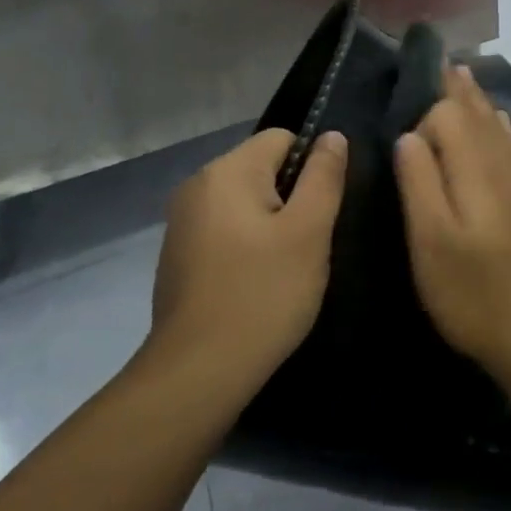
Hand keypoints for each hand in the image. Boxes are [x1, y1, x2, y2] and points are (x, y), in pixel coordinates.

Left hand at [152, 128, 347, 387]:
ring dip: (270, 223)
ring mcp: (182, 221)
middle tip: (307, 243)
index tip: (320, 211)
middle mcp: (197, 185)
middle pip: (262, 168)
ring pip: (245, 201)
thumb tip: (331, 136)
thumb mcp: (309, 232)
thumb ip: (324, 176)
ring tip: (285, 266)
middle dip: (291, 197)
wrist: (196, 374)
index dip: (311, 166)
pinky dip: (246, 244)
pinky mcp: (178, 254)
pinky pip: (225, 228)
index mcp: (227, 171)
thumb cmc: (262, 296)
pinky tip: (256, 283)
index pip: (283, 138)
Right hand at [394, 65, 510, 387]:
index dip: (425, 113)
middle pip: (477, 112)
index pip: (449, 115)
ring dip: (477, 99)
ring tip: (462, 75)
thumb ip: (419, 181)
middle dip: (456, 87)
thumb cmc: (473, 292)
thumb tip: (409, 135)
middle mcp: (502, 163)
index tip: (403, 114)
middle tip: (440, 59)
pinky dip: (499, 123)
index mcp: (476, 168)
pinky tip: (499, 121)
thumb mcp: (431, 241)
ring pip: (497, 124)